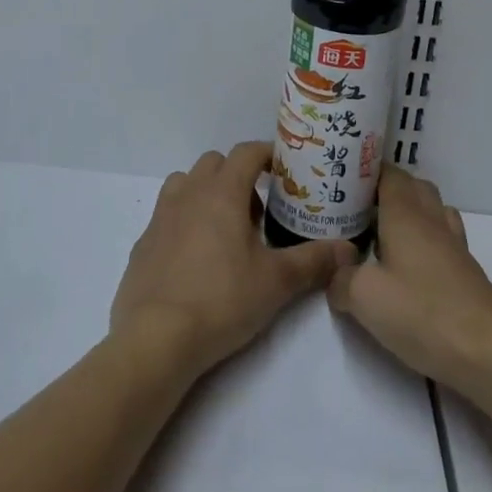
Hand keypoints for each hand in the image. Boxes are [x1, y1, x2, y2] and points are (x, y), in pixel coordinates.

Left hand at [110, 142, 353, 382]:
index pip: (247, 152)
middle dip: (238, 175)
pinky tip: (195, 259)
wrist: (155, 339)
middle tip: (258, 211)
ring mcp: (161, 216)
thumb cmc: (221, 300)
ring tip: (224, 229)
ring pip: (186, 183)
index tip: (284, 171)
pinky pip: (167, 216)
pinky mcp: (143, 243)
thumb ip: (313, 261)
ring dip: (206, 193)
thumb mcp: (276, 282)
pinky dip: (183, 222)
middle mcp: (189, 193)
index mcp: (222, 192)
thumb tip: (348, 250)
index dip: (267, 154)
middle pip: (215, 163)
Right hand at [327, 165, 491, 401]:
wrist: (489, 352)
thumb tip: (336, 274)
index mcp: (405, 214)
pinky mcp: (466, 271)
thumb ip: (341, 279)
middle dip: (386, 188)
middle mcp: (431, 219)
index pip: (388, 173)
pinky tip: (410, 265)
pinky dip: (425, 238)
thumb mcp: (364, 298)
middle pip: (412, 186)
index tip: (342, 178)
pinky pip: (442, 236)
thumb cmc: (423, 313)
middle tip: (356, 208)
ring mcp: (454, 244)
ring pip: (431, 209)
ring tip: (382, 233)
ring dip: (409, 211)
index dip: (366, 170)